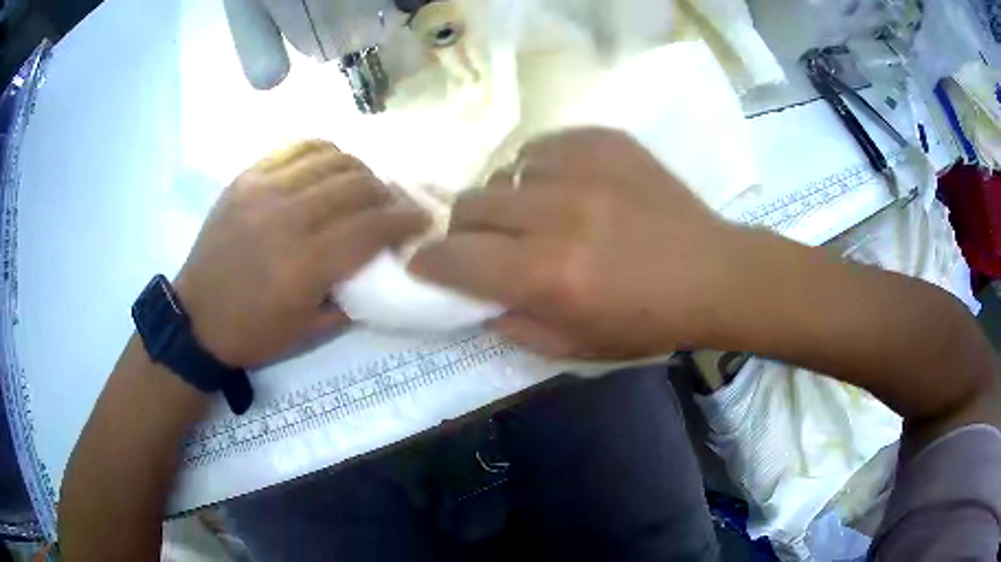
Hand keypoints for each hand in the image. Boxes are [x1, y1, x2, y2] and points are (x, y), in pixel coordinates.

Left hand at [175, 140, 428, 366]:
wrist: (195, 319)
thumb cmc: (253, 333)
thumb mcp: (308, 332)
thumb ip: (350, 297)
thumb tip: (378, 267)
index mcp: (305, 264)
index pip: (371, 227)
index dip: (404, 219)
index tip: (420, 219)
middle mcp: (288, 218)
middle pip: (356, 185)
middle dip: (385, 192)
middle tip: (390, 204)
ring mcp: (263, 191)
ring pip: (330, 159)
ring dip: (358, 168)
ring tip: (362, 184)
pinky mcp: (246, 178)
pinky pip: (295, 148)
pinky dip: (323, 151)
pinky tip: (329, 165)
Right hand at [411, 128, 748, 358]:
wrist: (713, 273)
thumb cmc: (647, 321)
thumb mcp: (574, 346)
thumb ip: (512, 323)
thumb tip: (475, 295)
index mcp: (548, 274)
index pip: (454, 257)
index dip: (429, 262)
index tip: (427, 264)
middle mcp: (557, 214)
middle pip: (469, 205)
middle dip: (465, 231)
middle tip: (488, 244)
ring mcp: (583, 168)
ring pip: (503, 171)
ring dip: (508, 198)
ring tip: (537, 214)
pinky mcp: (604, 140)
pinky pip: (541, 146)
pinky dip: (540, 170)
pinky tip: (567, 188)